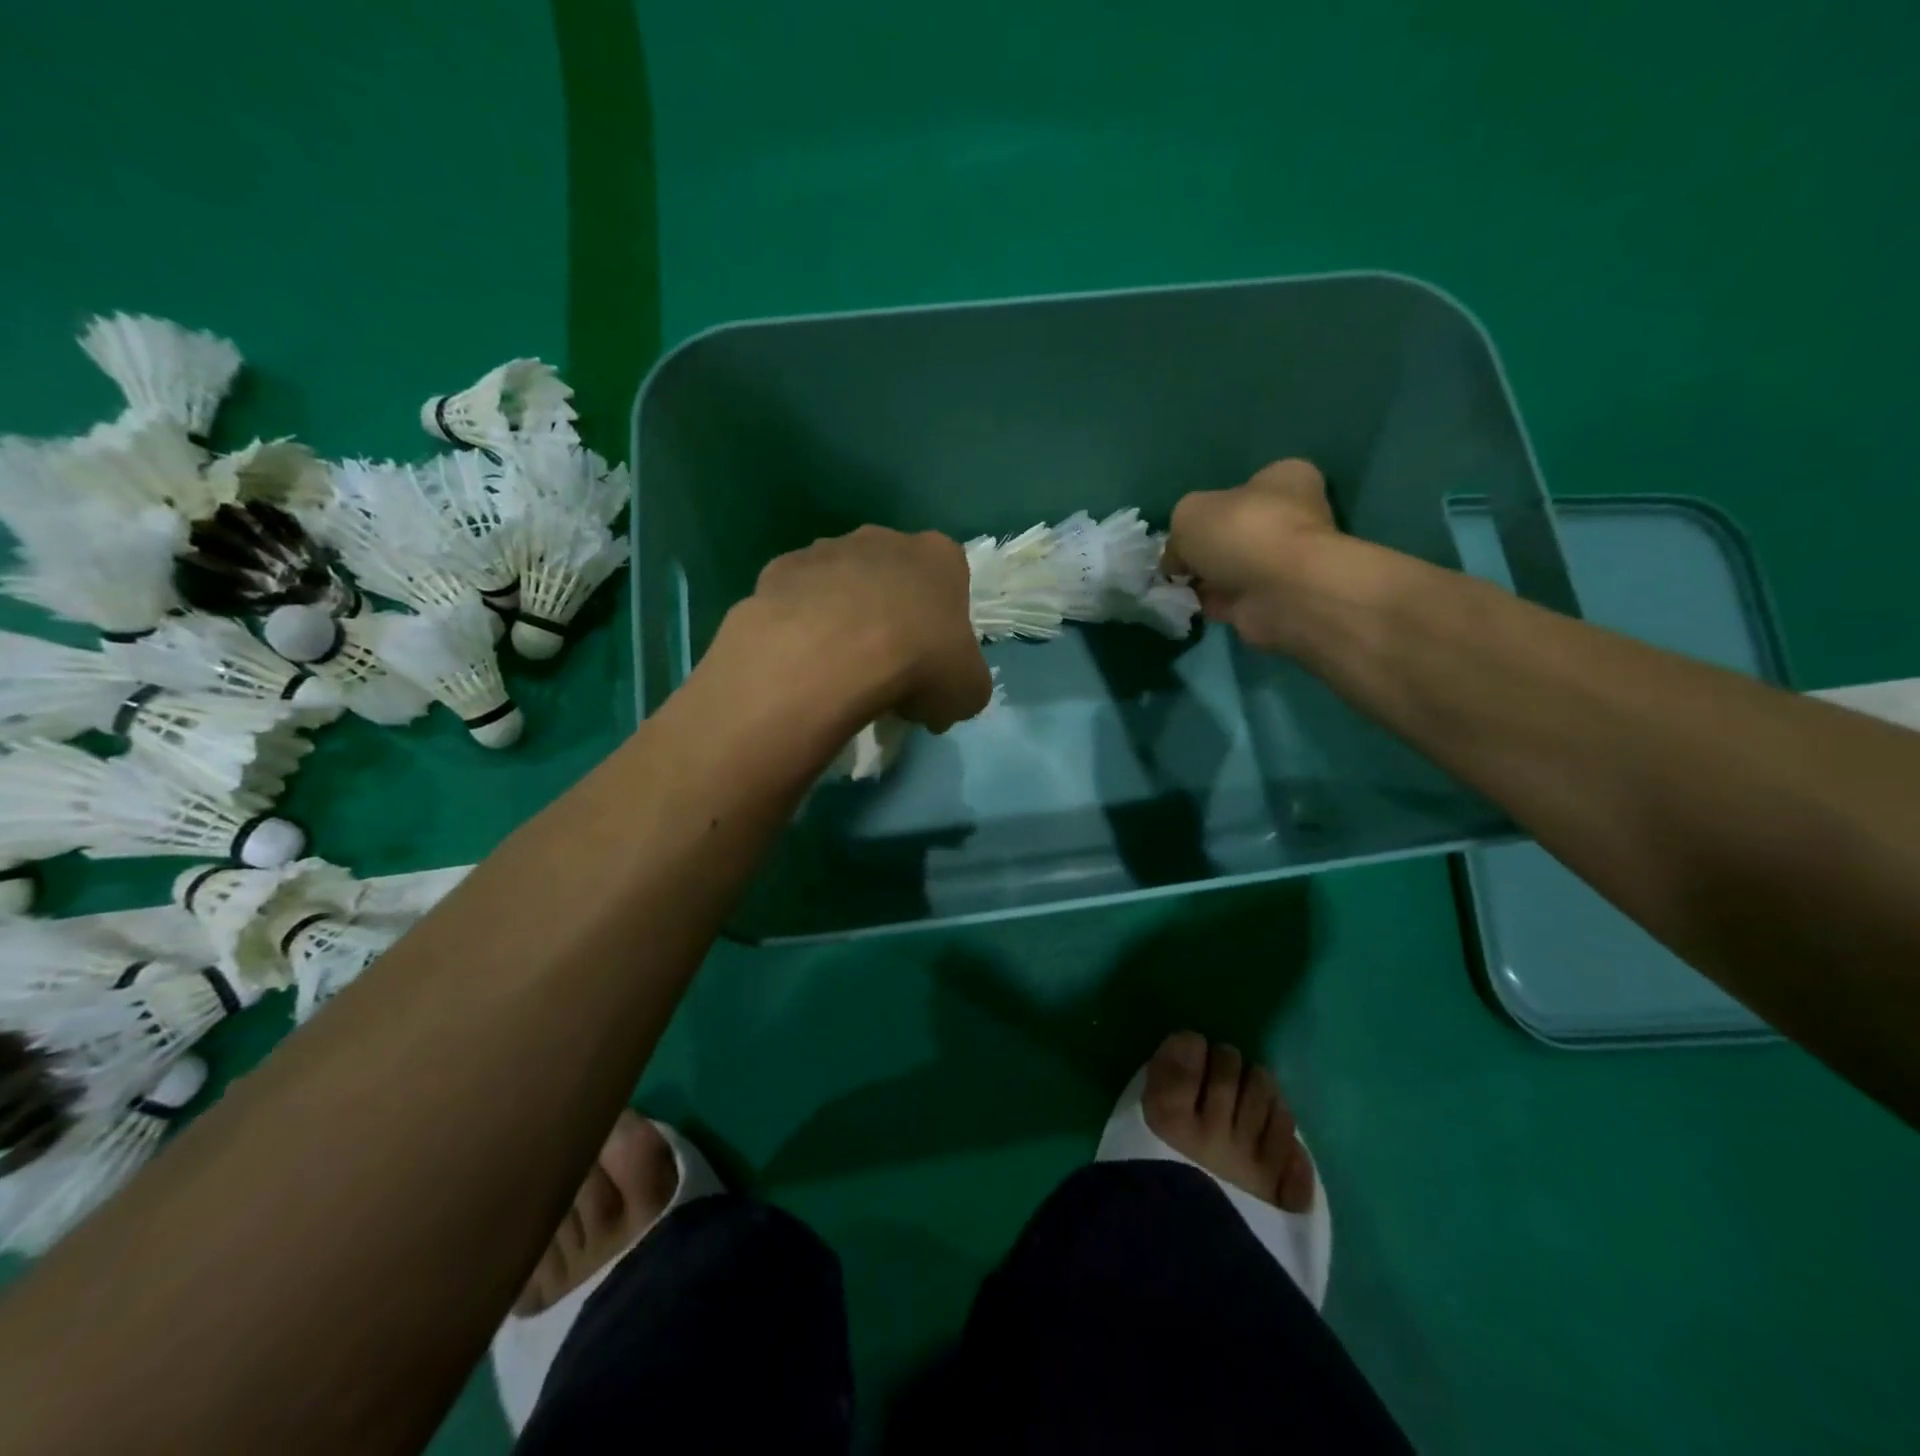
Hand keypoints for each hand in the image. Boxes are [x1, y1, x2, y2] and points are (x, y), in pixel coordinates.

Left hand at [722, 525, 992, 731]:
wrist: (831, 655)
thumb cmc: (918, 663)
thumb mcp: (967, 691)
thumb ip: (963, 684)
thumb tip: (936, 702)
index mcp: (939, 557)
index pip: (949, 584)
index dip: (941, 626)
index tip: (931, 663)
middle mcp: (883, 539)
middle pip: (892, 577)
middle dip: (890, 613)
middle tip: (885, 666)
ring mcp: (826, 549)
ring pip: (841, 583)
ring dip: (842, 615)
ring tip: (837, 667)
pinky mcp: (779, 569)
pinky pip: (797, 599)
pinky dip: (800, 623)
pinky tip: (801, 660)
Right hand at [1165, 459, 1339, 652]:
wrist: (1281, 591)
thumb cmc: (1241, 532)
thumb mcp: (1188, 514)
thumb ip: (1178, 533)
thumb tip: (1177, 561)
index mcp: (1284, 480)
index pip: (1247, 485)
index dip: (1212, 505)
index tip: (1188, 526)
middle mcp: (1291, 517)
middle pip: (1236, 530)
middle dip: (1205, 547)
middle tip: (1177, 560)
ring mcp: (1283, 562)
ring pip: (1232, 567)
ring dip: (1205, 578)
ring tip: (1175, 586)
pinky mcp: (1273, 599)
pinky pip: (1231, 598)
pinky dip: (1209, 603)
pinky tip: (1187, 604)